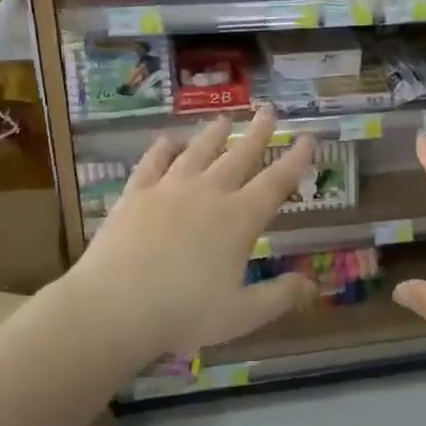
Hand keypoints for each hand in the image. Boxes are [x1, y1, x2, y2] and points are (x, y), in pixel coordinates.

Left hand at [65, 108, 317, 361]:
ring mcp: (169, 189)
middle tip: (268, 110)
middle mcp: (208, 194)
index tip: (308, 138)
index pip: (276, 182)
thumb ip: (280, 296)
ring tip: (224, 119)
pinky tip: (167, 141)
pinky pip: (153, 163)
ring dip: (214, 134)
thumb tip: (313, 285)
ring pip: (198, 152)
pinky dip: (162, 149)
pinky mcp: (136, 194)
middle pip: (239, 156)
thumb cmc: (183, 314)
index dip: (295, 160)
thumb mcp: (242, 314)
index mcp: (239, 219)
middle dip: (258, 133)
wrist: (113, 307)